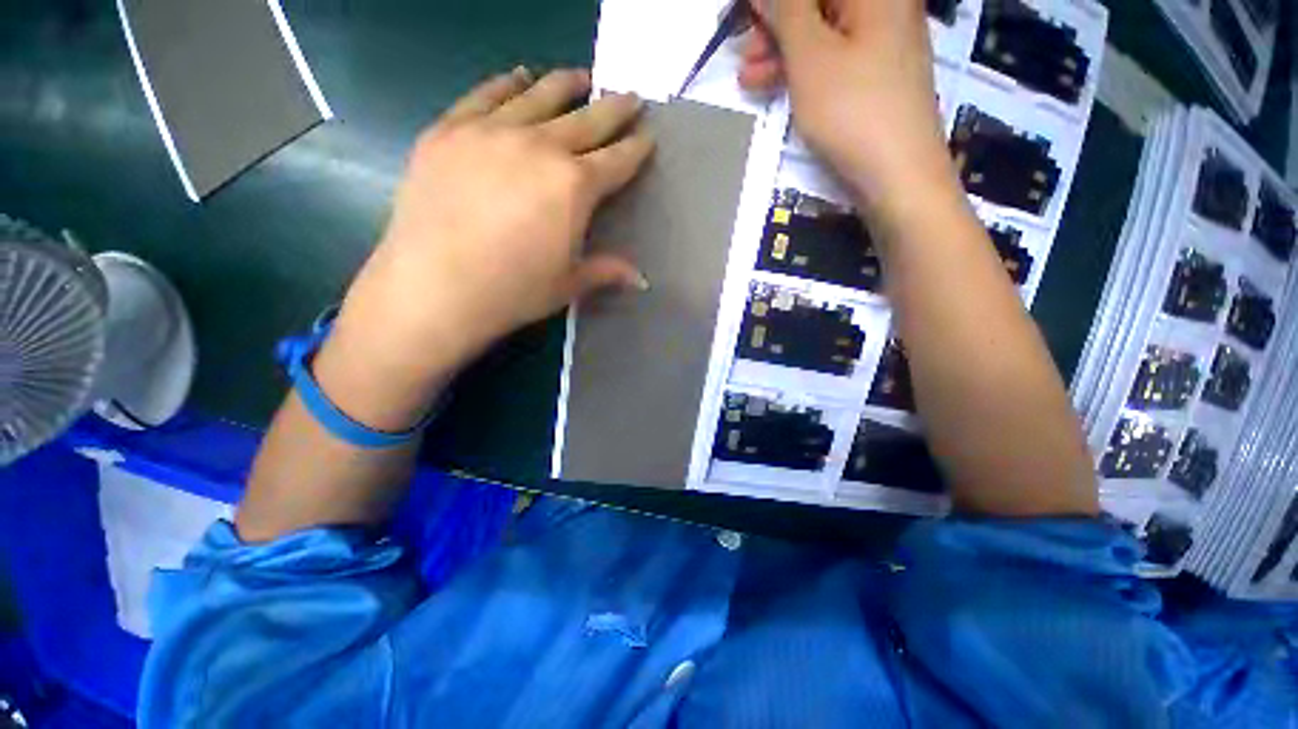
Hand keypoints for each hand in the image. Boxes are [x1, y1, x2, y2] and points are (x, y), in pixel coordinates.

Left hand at [335, 68, 654, 391]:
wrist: (434, 287)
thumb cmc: (513, 291)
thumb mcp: (568, 283)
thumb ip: (606, 271)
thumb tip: (642, 280)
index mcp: (574, 186)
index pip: (616, 161)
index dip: (636, 148)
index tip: (648, 135)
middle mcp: (539, 146)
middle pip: (586, 120)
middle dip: (614, 109)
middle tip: (631, 97)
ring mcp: (491, 132)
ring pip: (538, 96)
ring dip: (566, 85)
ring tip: (581, 77)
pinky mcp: (449, 130)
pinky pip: (485, 95)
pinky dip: (507, 83)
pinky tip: (519, 75)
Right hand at [738, 0, 956, 208]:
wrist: (897, 175)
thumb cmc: (853, 109)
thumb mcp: (810, 56)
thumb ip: (786, 11)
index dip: (775, 0)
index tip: (744, 14)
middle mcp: (882, 7)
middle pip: (819, 5)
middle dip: (775, 23)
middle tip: (742, 46)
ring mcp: (879, 44)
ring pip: (820, 34)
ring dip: (780, 52)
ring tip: (747, 78)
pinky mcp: (872, 77)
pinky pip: (830, 61)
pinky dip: (800, 71)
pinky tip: (772, 88)